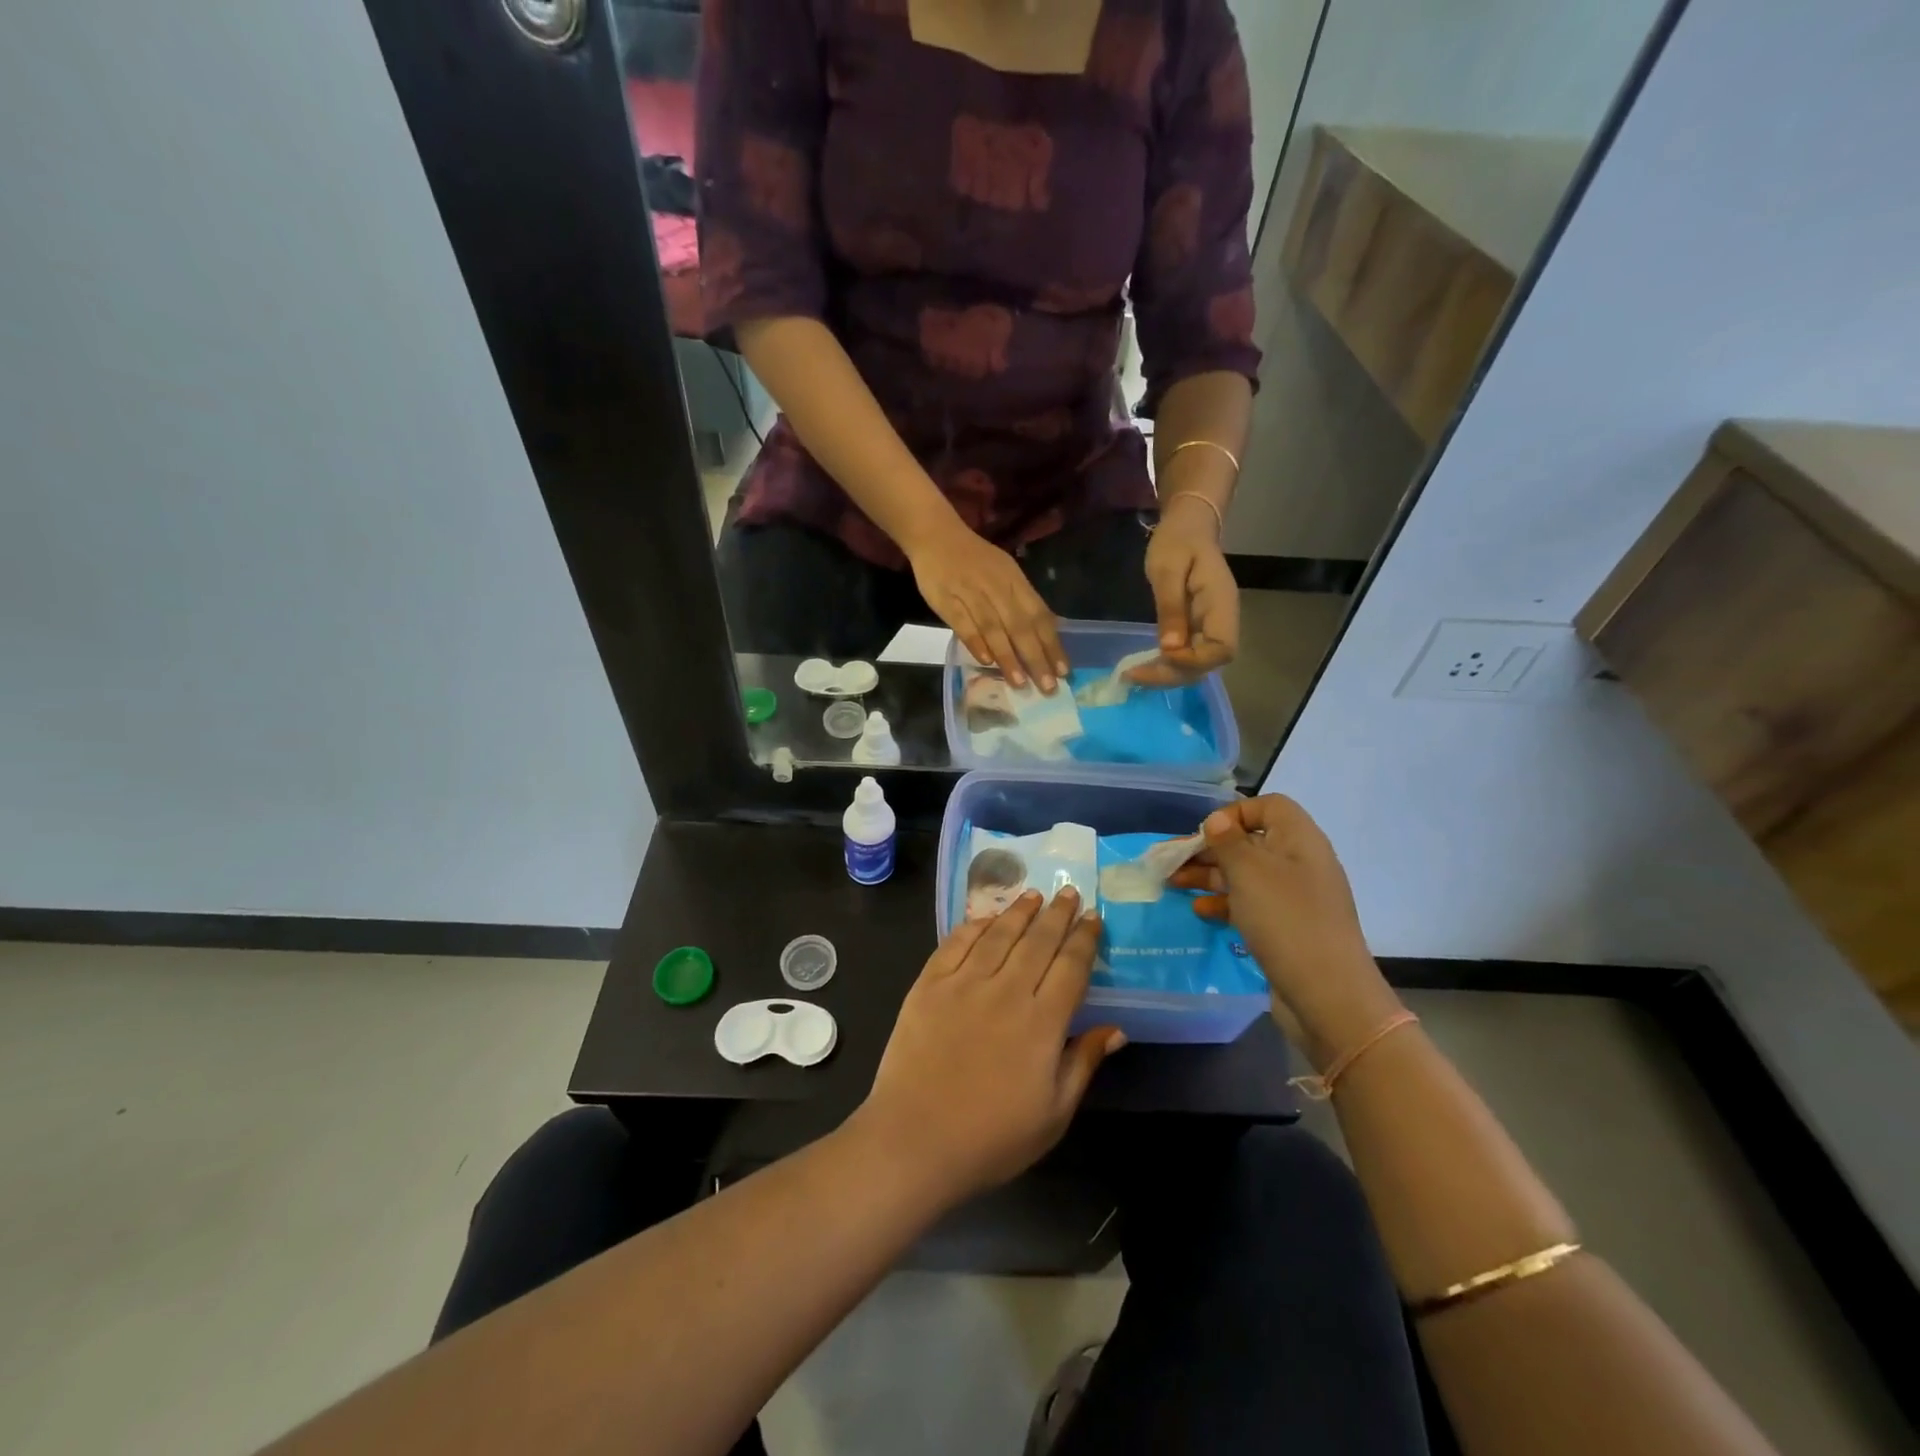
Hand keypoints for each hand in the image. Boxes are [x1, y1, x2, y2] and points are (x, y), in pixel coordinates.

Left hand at [852, 888, 1124, 1207]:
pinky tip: (985, 917)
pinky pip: (955, 943)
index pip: (1071, 967)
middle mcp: (1006, 992)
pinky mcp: (928, 985)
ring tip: (1033, 895)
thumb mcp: (1053, 1114)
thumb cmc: (992, 1138)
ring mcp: (964, 984)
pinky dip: (974, 925)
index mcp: (1042, 1023)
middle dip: (1057, 914)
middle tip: (1068, 891)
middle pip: (1038, 941)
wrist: (914, 1141)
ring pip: (998, 935)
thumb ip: (1083, 1063)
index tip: (1092, 918)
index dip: (1084, 939)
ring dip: (1019, 911)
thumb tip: (1116, 1029)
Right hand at [909, 521, 1067, 691]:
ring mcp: (971, 594)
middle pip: (1020, 626)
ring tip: (1020, 683)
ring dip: (1008, 657)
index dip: (1052, 644)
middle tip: (1047, 686)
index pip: (1039, 615)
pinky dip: (975, 642)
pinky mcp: (947, 600)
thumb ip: (1023, 602)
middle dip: (1036, 658)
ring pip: (994, 629)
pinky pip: (963, 624)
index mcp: (1015, 581)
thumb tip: (1047, 633)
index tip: (1063, 671)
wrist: (936, 537)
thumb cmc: (976, 559)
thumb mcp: (1006, 573)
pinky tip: (986, 662)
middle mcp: (997, 588)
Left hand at [1132, 496, 1239, 686]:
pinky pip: (1187, 655)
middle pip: (1207, 664)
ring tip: (1133, 674)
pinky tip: (1142, 666)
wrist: (1187, 527)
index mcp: (1221, 605)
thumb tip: (1170, 648)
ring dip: (1167, 674)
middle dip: (1172, 675)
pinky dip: (1166, 665)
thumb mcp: (1167, 570)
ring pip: (1196, 665)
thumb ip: (1170, 608)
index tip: (1161, 657)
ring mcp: (1210, 627)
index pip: (1221, 650)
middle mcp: (1221, 621)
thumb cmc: (1177, 542)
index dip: (1193, 662)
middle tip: (1133, 675)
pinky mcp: (1197, 629)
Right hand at [1169, 795, 1403, 1069]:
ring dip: (1209, 875)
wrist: (1327, 995)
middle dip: (1209, 848)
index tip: (1206, 833)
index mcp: (1299, 839)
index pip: (1269, 806)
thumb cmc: (1285, 920)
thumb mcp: (1249, 872)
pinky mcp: (1287, 927)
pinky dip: (1224, 903)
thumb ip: (1227, 841)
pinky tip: (1200, 911)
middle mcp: (1300, 862)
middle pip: (1249, 841)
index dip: (1235, 813)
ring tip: (1173, 884)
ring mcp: (1295, 898)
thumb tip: (1216, 820)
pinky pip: (1251, 904)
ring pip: (1245, 874)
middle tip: (1171, 861)